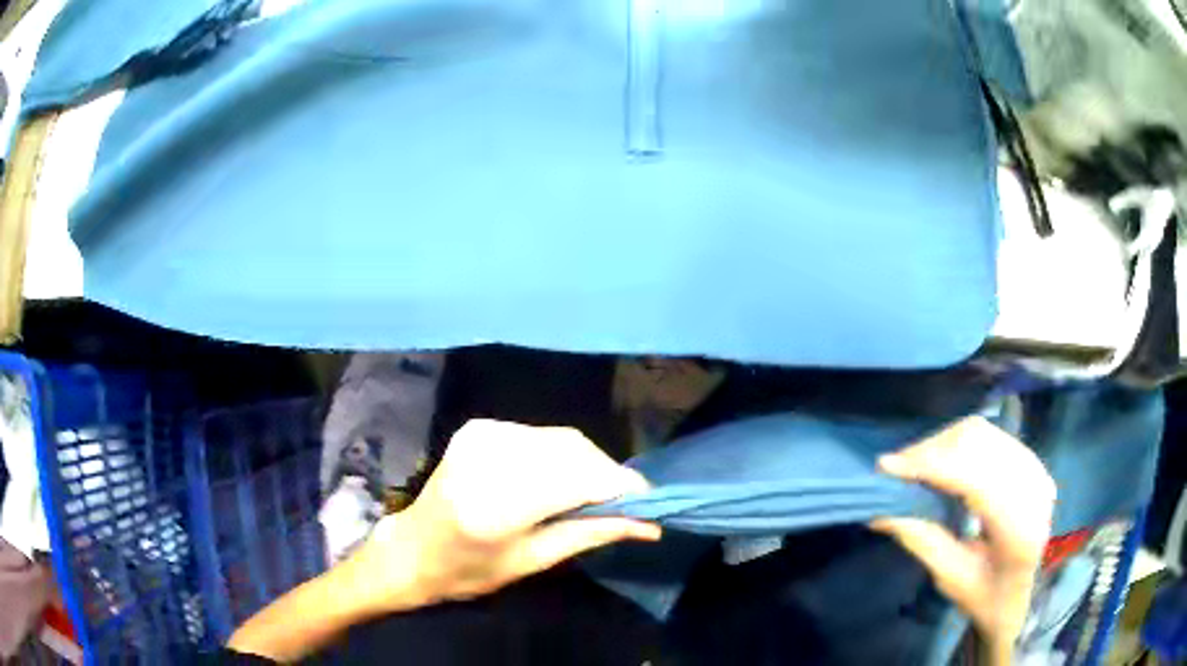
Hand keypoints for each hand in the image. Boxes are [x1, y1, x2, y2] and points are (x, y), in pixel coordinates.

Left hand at [351, 419, 661, 613]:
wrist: (413, 549)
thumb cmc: (470, 570)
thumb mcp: (534, 561)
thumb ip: (591, 533)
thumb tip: (648, 524)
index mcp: (497, 504)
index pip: (577, 480)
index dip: (620, 487)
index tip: (650, 500)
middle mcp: (488, 458)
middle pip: (573, 450)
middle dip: (606, 474)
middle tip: (624, 502)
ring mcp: (481, 435)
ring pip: (561, 438)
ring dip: (587, 463)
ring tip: (594, 493)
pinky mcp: (479, 427)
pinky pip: (540, 434)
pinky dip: (561, 454)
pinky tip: (560, 478)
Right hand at [872, 418, 1055, 662]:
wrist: (1021, 594)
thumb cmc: (985, 597)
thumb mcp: (950, 578)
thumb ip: (922, 540)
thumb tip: (881, 510)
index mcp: (1018, 526)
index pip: (974, 477)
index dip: (930, 465)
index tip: (886, 467)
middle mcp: (1033, 486)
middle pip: (978, 444)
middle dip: (931, 449)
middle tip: (895, 468)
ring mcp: (1036, 468)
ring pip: (982, 433)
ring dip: (942, 443)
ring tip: (913, 464)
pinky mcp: (1030, 460)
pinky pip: (990, 436)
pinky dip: (958, 443)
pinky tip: (940, 461)